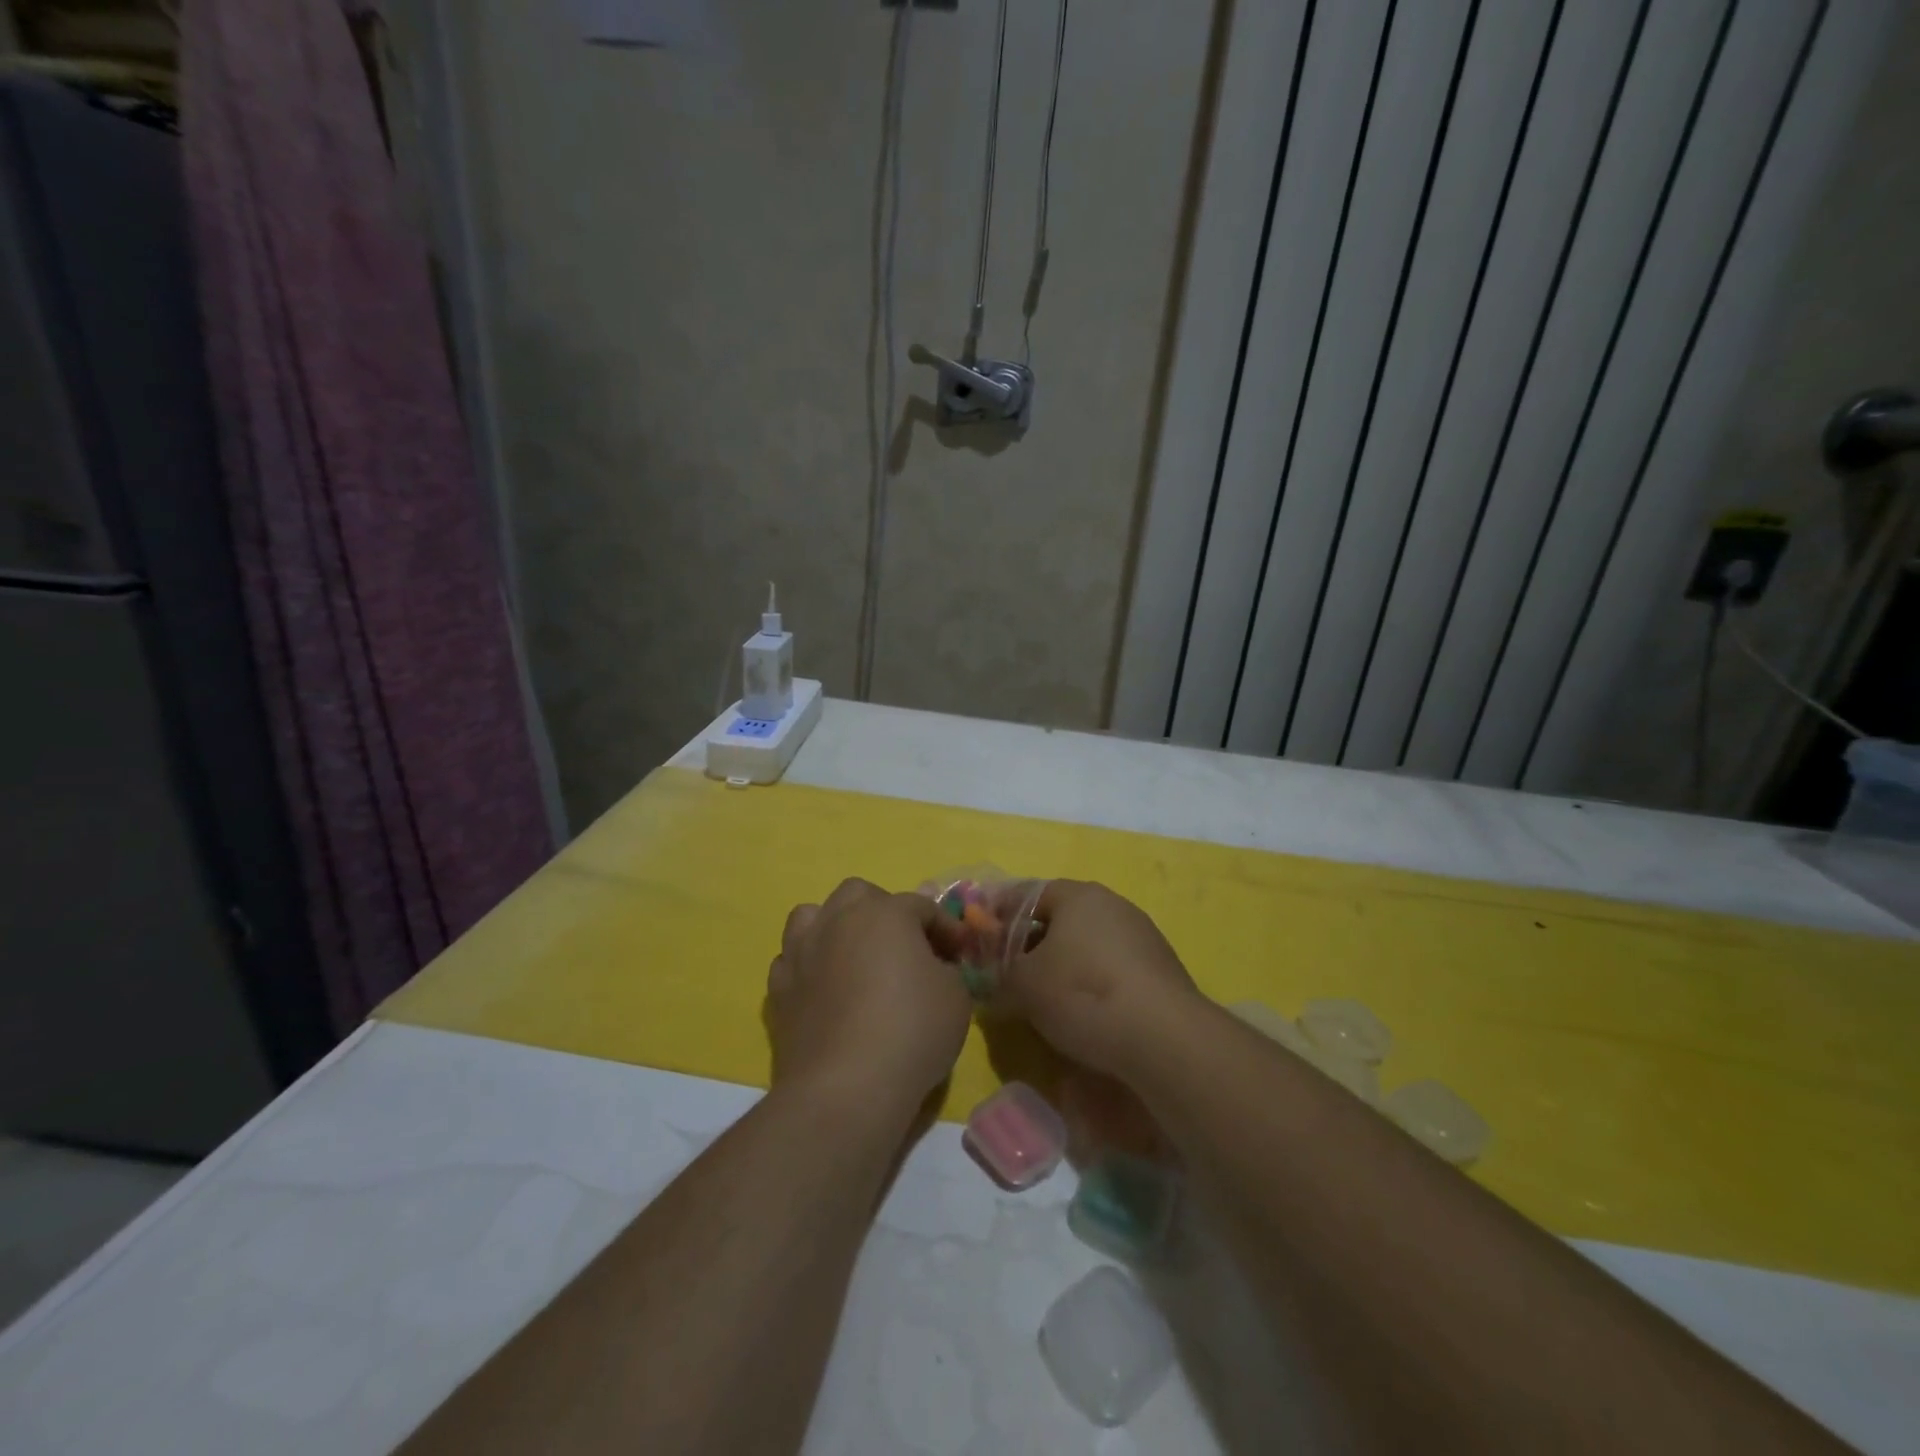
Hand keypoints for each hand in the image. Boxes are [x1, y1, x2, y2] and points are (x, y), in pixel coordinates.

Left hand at [765, 878, 973, 1117]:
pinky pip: (793, 959)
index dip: (945, 928)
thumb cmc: (911, 1032)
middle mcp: (838, 919)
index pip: (921, 906)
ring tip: (853, 956)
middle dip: (883, 912)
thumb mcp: (956, 997)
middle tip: (904, 947)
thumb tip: (934, 967)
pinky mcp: (778, 988)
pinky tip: (825, 989)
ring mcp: (802, 951)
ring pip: (813, 916)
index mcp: (885, 913)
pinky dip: (810, 966)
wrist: (845, 1087)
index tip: (960, 953)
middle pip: (859, 895)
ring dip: (835, 927)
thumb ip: (947, 969)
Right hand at [995, 880, 1203, 1077]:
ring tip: (1044, 997)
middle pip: (1062, 918)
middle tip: (1010, 970)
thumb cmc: (1082, 994)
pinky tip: (1084, 1012)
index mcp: (1079, 895)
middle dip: (1033, 941)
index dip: (1002, 913)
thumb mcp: (1023, 984)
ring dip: (1063, 963)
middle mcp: (1113, 905)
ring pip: (1088, 944)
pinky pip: (1112, 968)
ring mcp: (1142, 936)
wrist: (1163, 1038)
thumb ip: (1000, 971)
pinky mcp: (1160, 970)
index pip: (1030, 893)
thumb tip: (995, 973)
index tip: (983, 936)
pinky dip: (1092, 982)